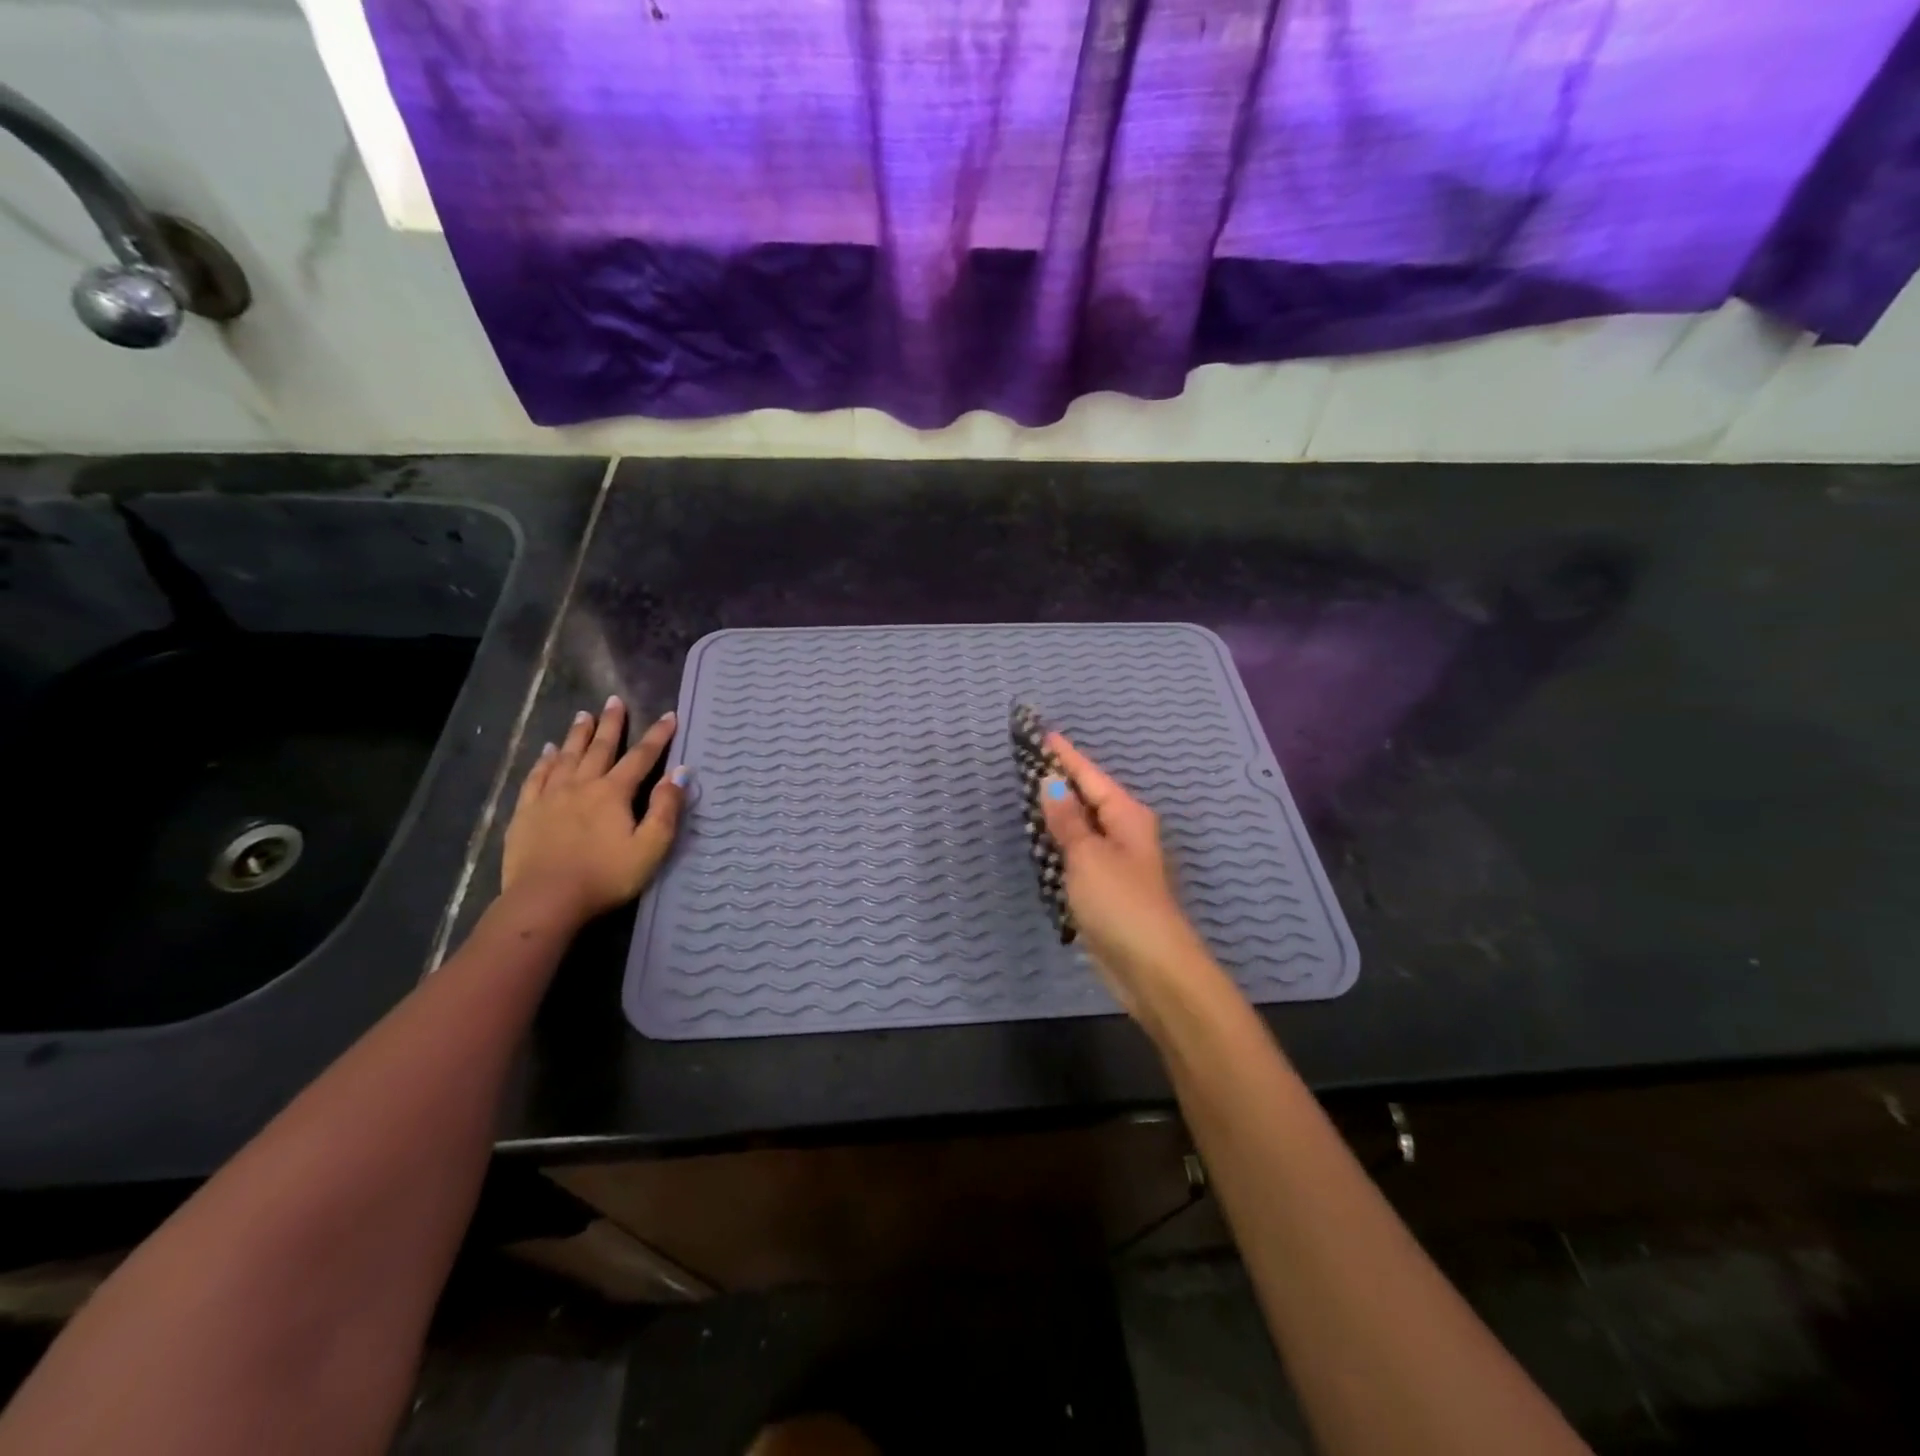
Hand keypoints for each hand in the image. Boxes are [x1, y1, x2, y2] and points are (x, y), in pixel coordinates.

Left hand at [502, 696, 685, 926]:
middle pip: (600, 748)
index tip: (669, 716)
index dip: (658, 736)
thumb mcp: (650, 847)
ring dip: (577, 735)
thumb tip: (680, 773)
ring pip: (567, 756)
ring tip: (583, 714)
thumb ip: (666, 809)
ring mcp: (550, 797)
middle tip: (614, 700)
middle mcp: (582, 785)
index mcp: (614, 793)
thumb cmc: (605, 876)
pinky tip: (548, 752)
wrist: (546, 900)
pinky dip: (544, 761)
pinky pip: (536, 778)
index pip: (641, 757)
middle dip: (611, 724)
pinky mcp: (526, 813)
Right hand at [1039, 734, 1213, 1018]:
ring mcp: (1116, 863)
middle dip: (1060, 781)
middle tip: (1027, 761)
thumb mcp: (1088, 855)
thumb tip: (1050, 783)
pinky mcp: (1105, 890)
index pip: (1089, 776)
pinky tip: (1041, 841)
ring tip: (1027, 794)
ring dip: (1058, 814)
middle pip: (1087, 798)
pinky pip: (1078, 855)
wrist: (1151, 968)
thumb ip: (1067, 820)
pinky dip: (1060, 845)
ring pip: (1082, 827)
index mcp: (1126, 816)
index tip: (1043, 733)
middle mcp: (1125, 833)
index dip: (1065, 756)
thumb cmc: (1120, 903)